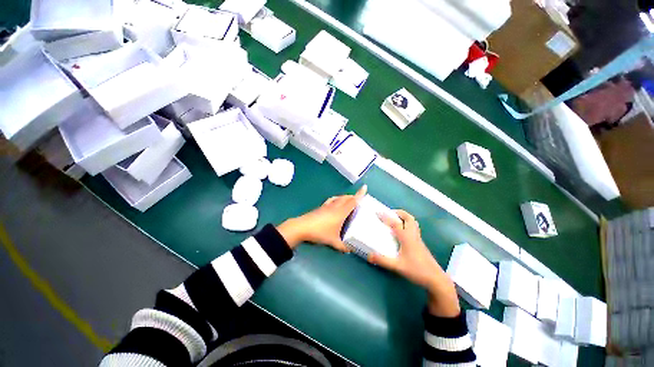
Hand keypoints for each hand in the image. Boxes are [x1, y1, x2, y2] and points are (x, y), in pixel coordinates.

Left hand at [277, 185, 366, 251]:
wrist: (302, 227)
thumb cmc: (320, 232)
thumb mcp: (333, 241)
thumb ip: (342, 246)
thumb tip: (349, 250)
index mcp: (341, 212)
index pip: (353, 201)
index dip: (359, 194)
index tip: (365, 187)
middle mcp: (335, 206)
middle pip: (346, 198)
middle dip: (353, 196)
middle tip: (358, 198)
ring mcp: (327, 206)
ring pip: (338, 198)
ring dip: (344, 197)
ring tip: (348, 200)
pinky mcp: (321, 207)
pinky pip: (331, 200)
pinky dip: (336, 199)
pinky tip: (335, 204)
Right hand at [369, 210, 459, 316]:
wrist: (435, 279)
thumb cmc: (417, 270)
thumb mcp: (397, 266)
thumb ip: (383, 261)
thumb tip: (369, 256)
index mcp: (406, 238)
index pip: (395, 223)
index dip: (386, 216)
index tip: (377, 212)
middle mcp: (413, 235)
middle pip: (408, 217)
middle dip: (398, 212)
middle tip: (389, 214)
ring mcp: (418, 238)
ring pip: (413, 222)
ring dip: (403, 217)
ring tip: (394, 220)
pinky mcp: (420, 243)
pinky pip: (413, 228)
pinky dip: (407, 224)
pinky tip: (401, 232)